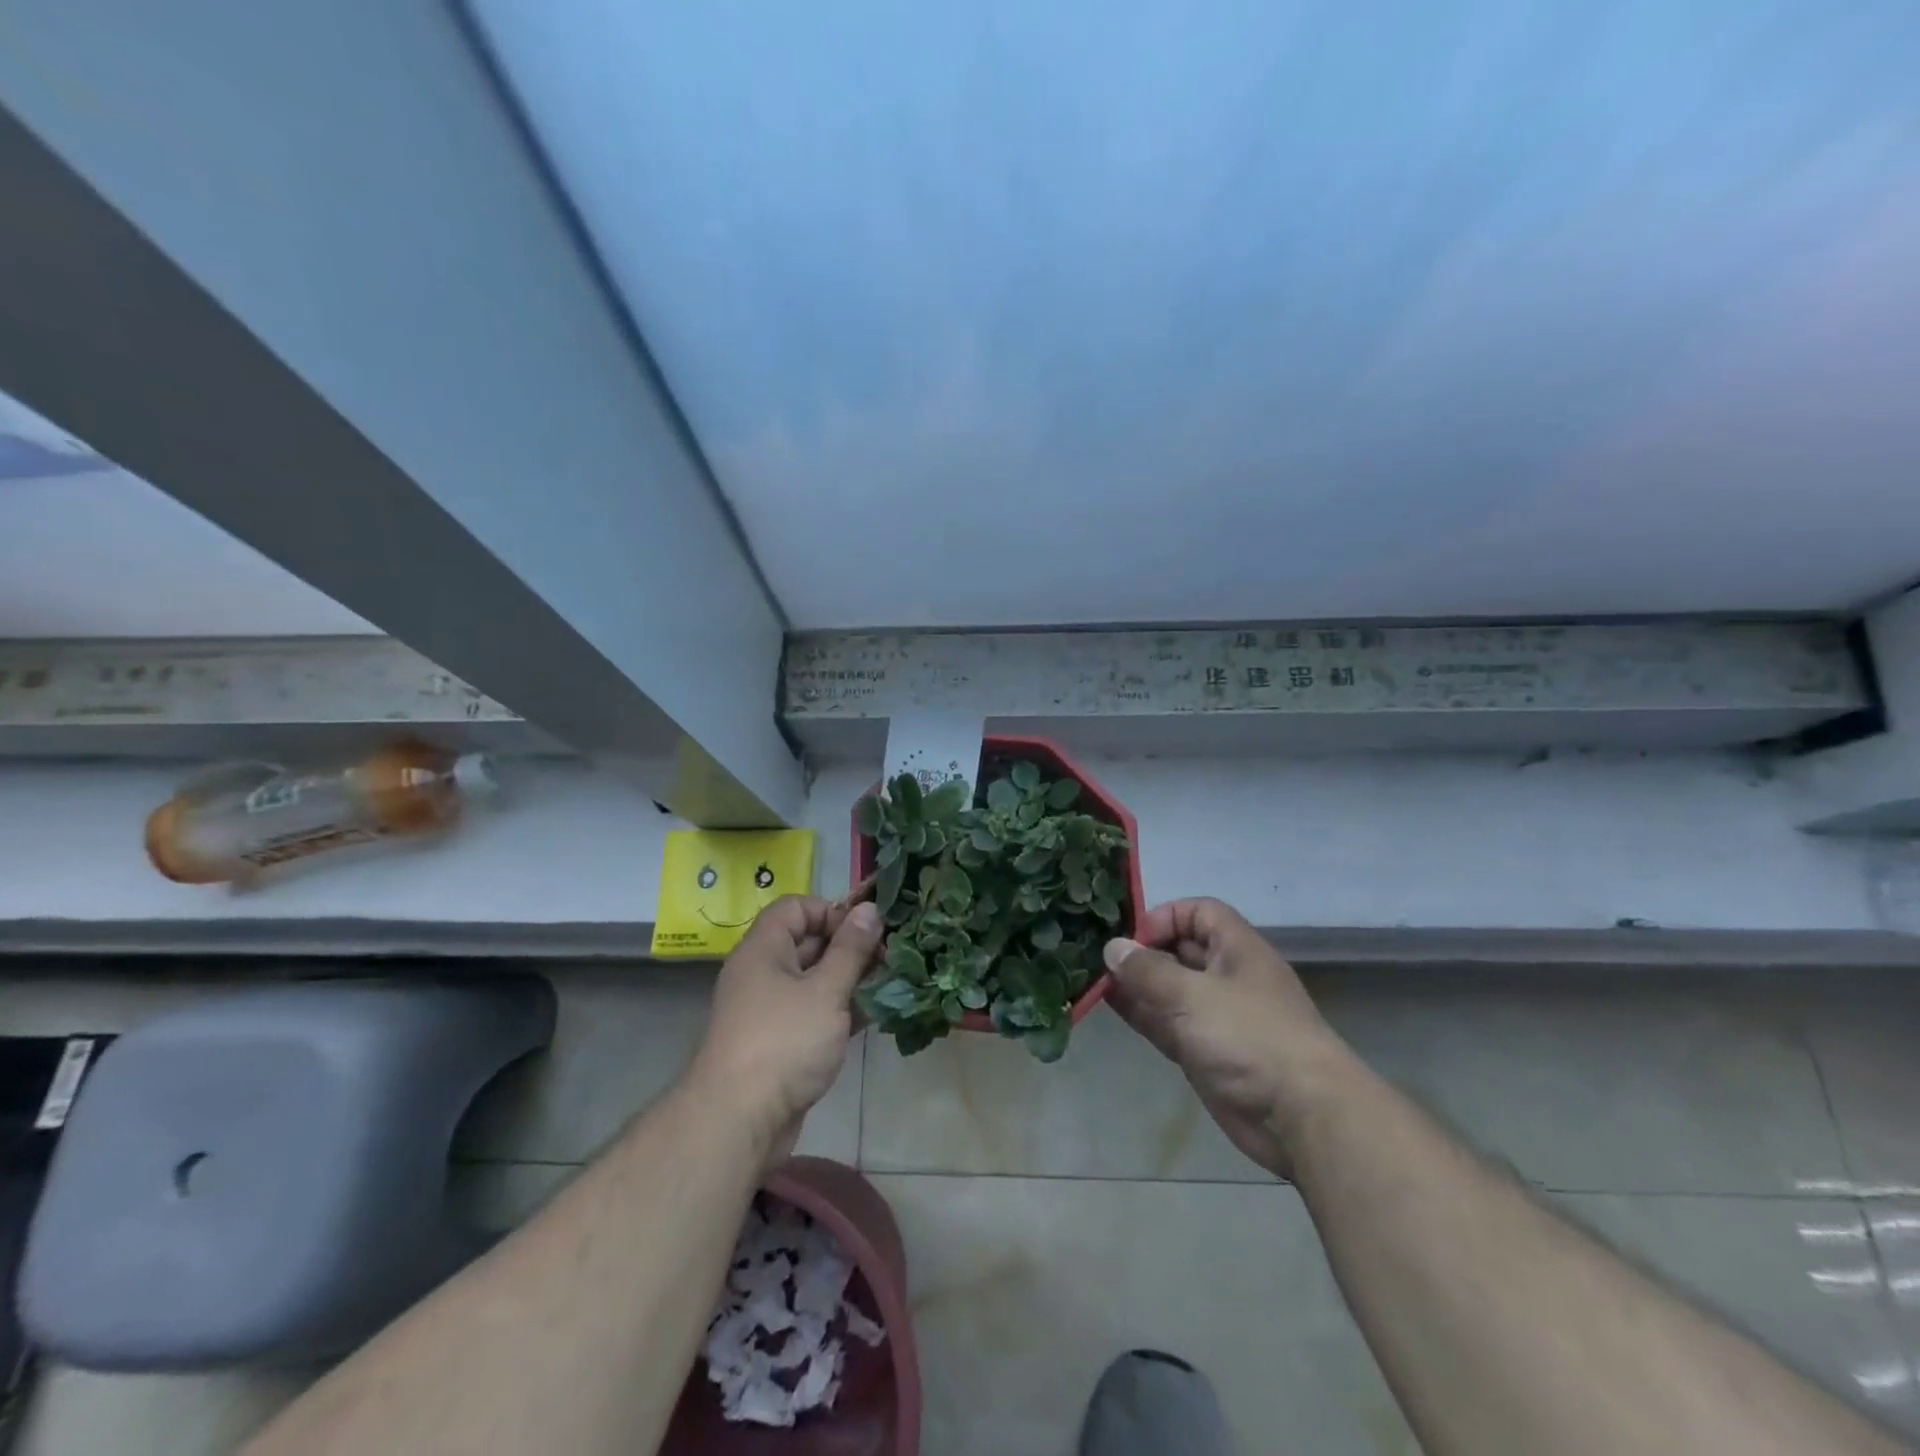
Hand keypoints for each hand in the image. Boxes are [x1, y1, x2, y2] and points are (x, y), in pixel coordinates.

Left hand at [684, 897, 881, 1162]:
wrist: (738, 1122)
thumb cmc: (784, 1042)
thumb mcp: (826, 990)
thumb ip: (851, 950)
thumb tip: (869, 908)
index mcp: (764, 950)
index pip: (795, 908)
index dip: (830, 911)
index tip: (863, 931)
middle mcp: (762, 974)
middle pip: (808, 943)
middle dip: (849, 947)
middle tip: (889, 957)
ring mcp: (770, 1011)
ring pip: (814, 981)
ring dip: (850, 981)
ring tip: (890, 985)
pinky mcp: (780, 1044)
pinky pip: (813, 1013)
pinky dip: (841, 1011)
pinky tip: (874, 1016)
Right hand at [1104, 898, 1354, 1177]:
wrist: (1300, 1116)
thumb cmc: (1249, 1037)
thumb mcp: (1192, 995)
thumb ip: (1148, 971)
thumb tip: (1113, 947)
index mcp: (1237, 950)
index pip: (1199, 913)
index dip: (1165, 917)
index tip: (1133, 937)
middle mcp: (1227, 977)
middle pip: (1181, 951)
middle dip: (1143, 952)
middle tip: (1101, 958)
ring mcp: (1216, 1017)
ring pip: (1170, 990)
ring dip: (1137, 984)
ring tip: (1096, 980)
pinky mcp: (1206, 1052)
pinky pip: (1168, 1023)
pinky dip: (1142, 1014)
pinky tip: (1111, 1007)